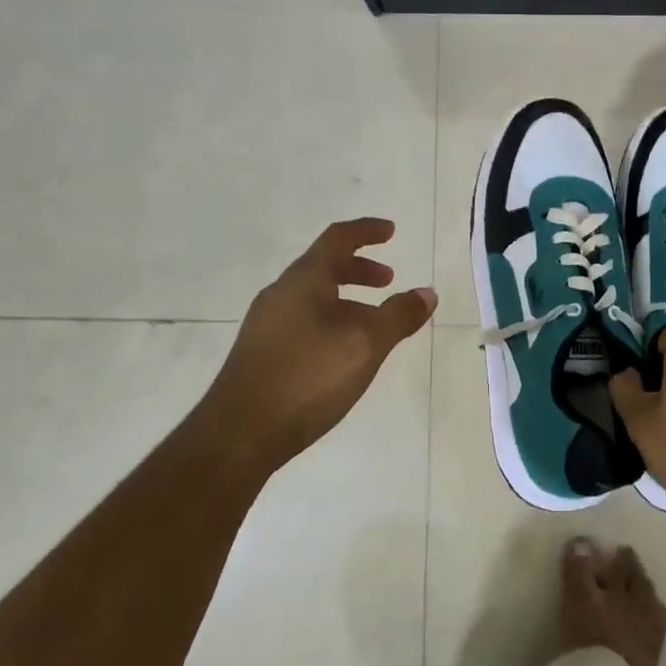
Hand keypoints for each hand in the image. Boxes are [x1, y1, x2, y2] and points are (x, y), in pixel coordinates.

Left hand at [200, 219, 435, 478]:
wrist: (239, 434)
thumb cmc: (307, 378)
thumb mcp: (365, 345)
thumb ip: (398, 316)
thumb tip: (427, 293)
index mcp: (303, 280)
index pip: (337, 239)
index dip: (366, 231)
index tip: (391, 231)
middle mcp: (281, 294)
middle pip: (323, 267)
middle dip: (359, 269)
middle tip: (388, 281)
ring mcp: (267, 324)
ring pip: (314, 298)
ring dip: (347, 300)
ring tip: (373, 323)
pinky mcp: (262, 353)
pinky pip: (304, 321)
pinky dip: (331, 321)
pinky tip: (344, 354)